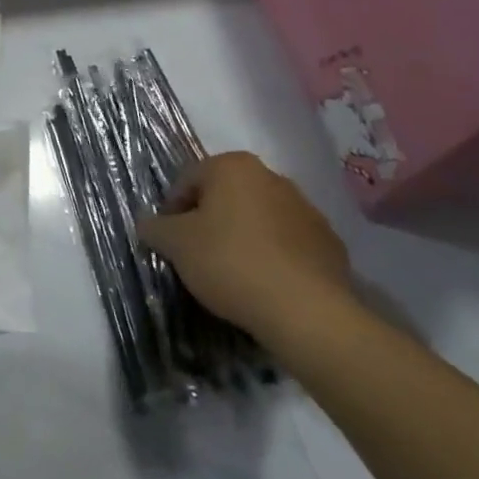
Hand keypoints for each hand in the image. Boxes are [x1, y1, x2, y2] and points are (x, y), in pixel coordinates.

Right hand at [135, 151, 352, 343]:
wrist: (306, 312)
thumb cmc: (230, 261)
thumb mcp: (174, 244)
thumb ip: (154, 227)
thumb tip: (149, 224)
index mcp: (233, 166)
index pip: (187, 180)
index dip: (172, 210)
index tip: (170, 240)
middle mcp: (272, 177)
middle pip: (225, 196)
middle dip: (209, 220)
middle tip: (197, 254)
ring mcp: (307, 210)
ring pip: (259, 218)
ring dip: (242, 237)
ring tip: (232, 273)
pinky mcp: (330, 244)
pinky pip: (288, 244)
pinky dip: (273, 257)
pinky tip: (264, 284)